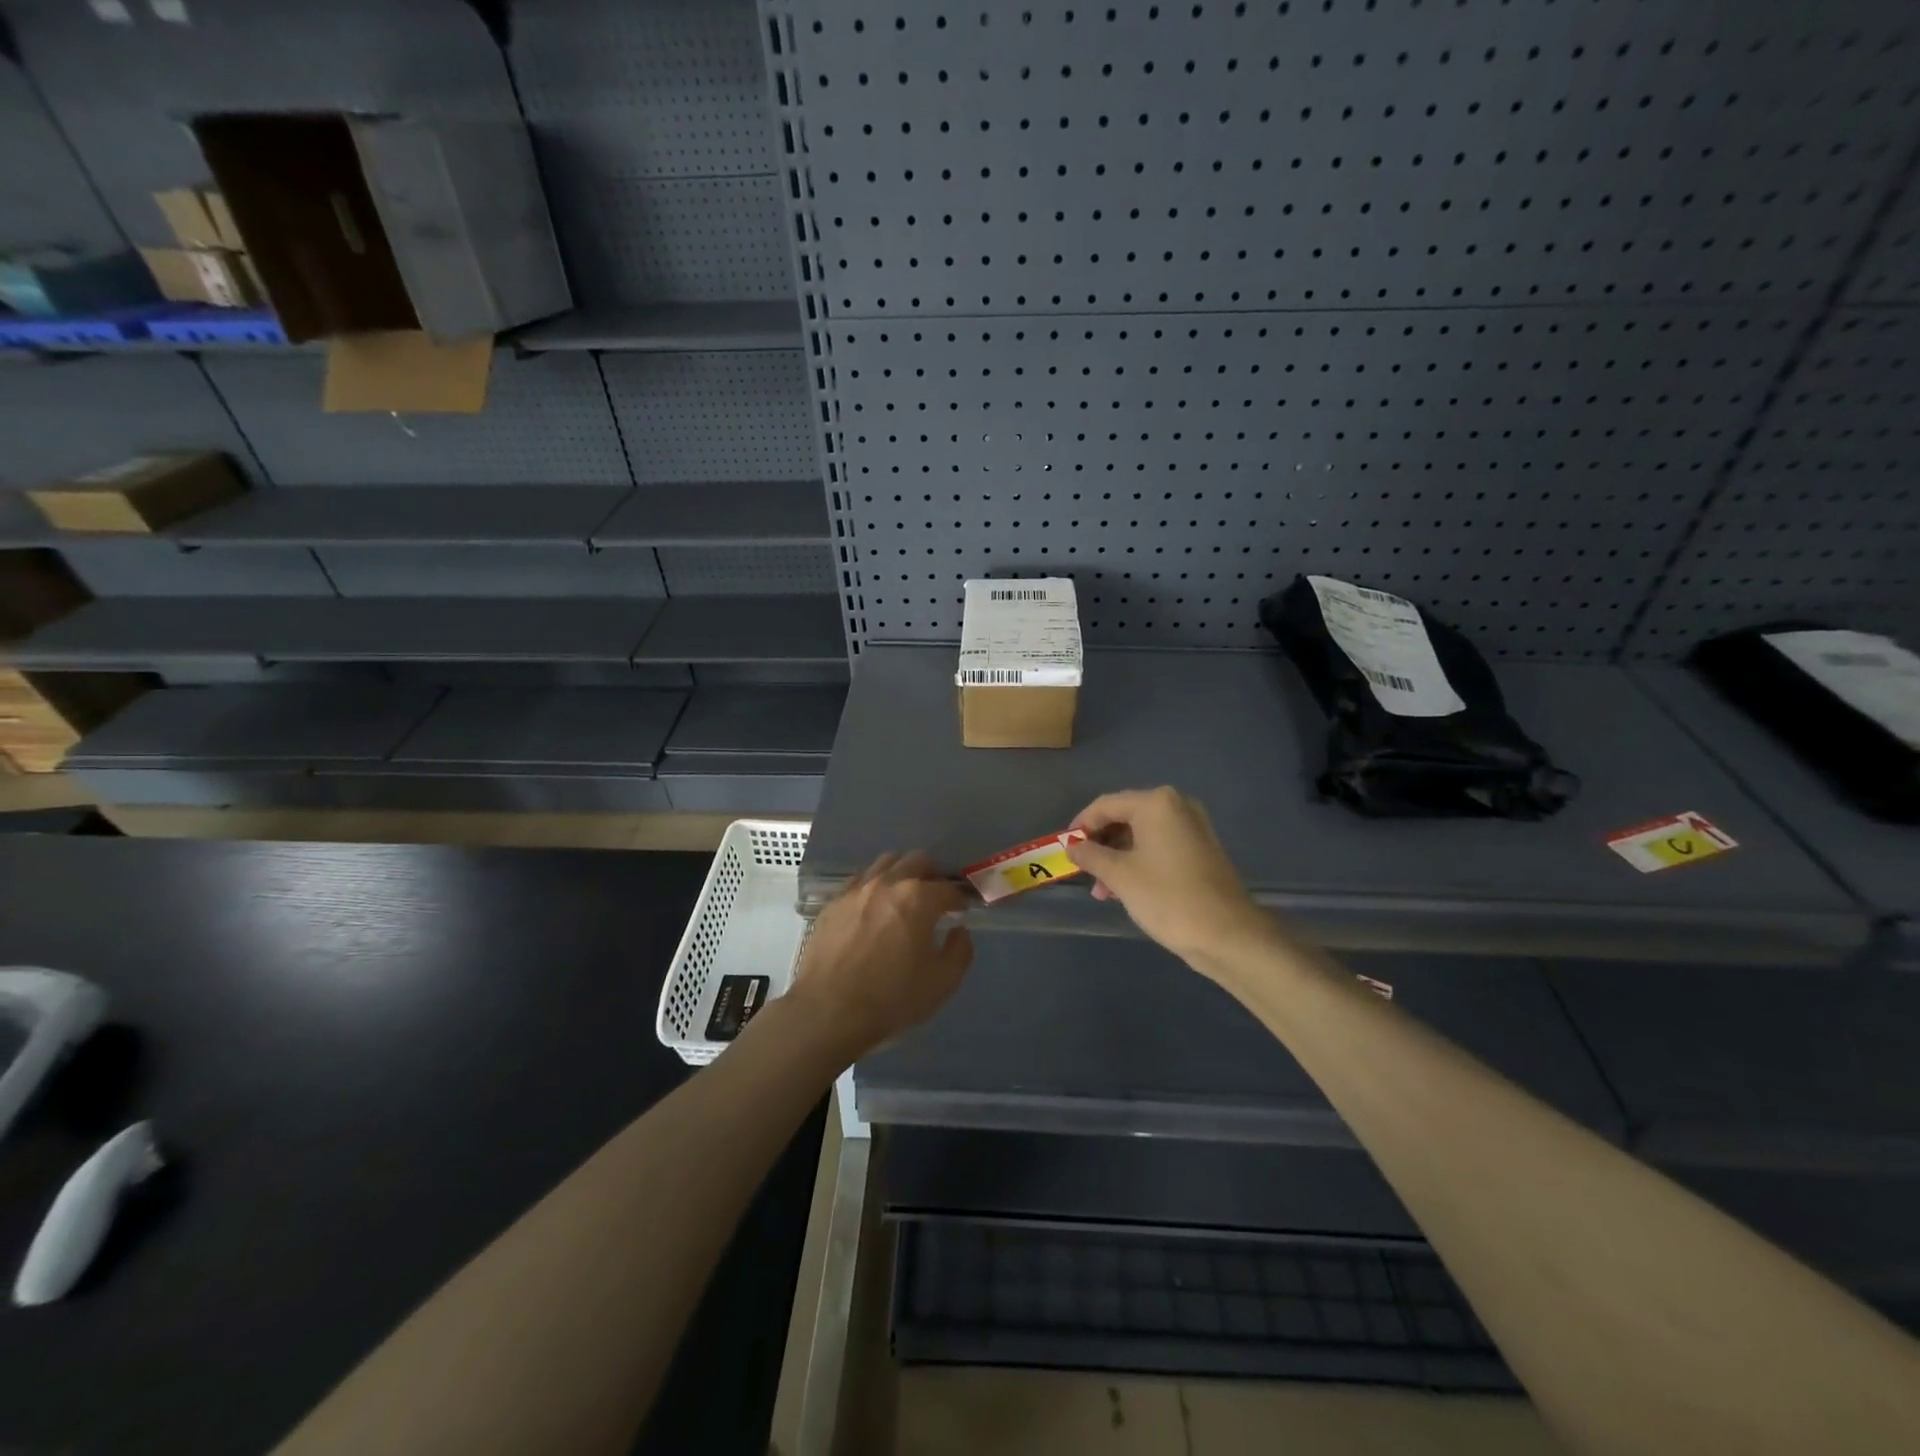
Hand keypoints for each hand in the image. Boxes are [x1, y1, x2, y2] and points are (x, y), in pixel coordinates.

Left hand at [787, 852, 973, 1059]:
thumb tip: (958, 931)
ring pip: (886, 863)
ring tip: (903, 898)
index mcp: (918, 899)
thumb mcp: (941, 983)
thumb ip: (960, 951)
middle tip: (934, 899)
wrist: (828, 1011)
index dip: (959, 899)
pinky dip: (874, 886)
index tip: (961, 911)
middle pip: (917, 861)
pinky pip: (860, 880)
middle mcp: (888, 883)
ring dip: (902, 873)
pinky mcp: (833, 902)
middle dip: (932, 876)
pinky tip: (873, 909)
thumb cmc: (891, 999)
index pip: (948, 888)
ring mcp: (857, 889)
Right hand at [1066, 787, 1279, 968]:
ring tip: (1102, 891)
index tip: (1064, 848)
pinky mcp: (1200, 850)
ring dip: (1117, 858)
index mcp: (1156, 803)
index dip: (1081, 825)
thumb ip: (1090, 855)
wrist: (1227, 934)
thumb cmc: (1167, 897)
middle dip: (1100, 844)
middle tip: (1082, 871)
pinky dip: (1138, 862)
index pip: (1105, 805)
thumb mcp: (1119, 876)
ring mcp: (1192, 828)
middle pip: (1124, 817)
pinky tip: (1125, 890)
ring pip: (1141, 835)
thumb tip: (1072, 846)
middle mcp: (1177, 806)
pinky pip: (1159, 847)